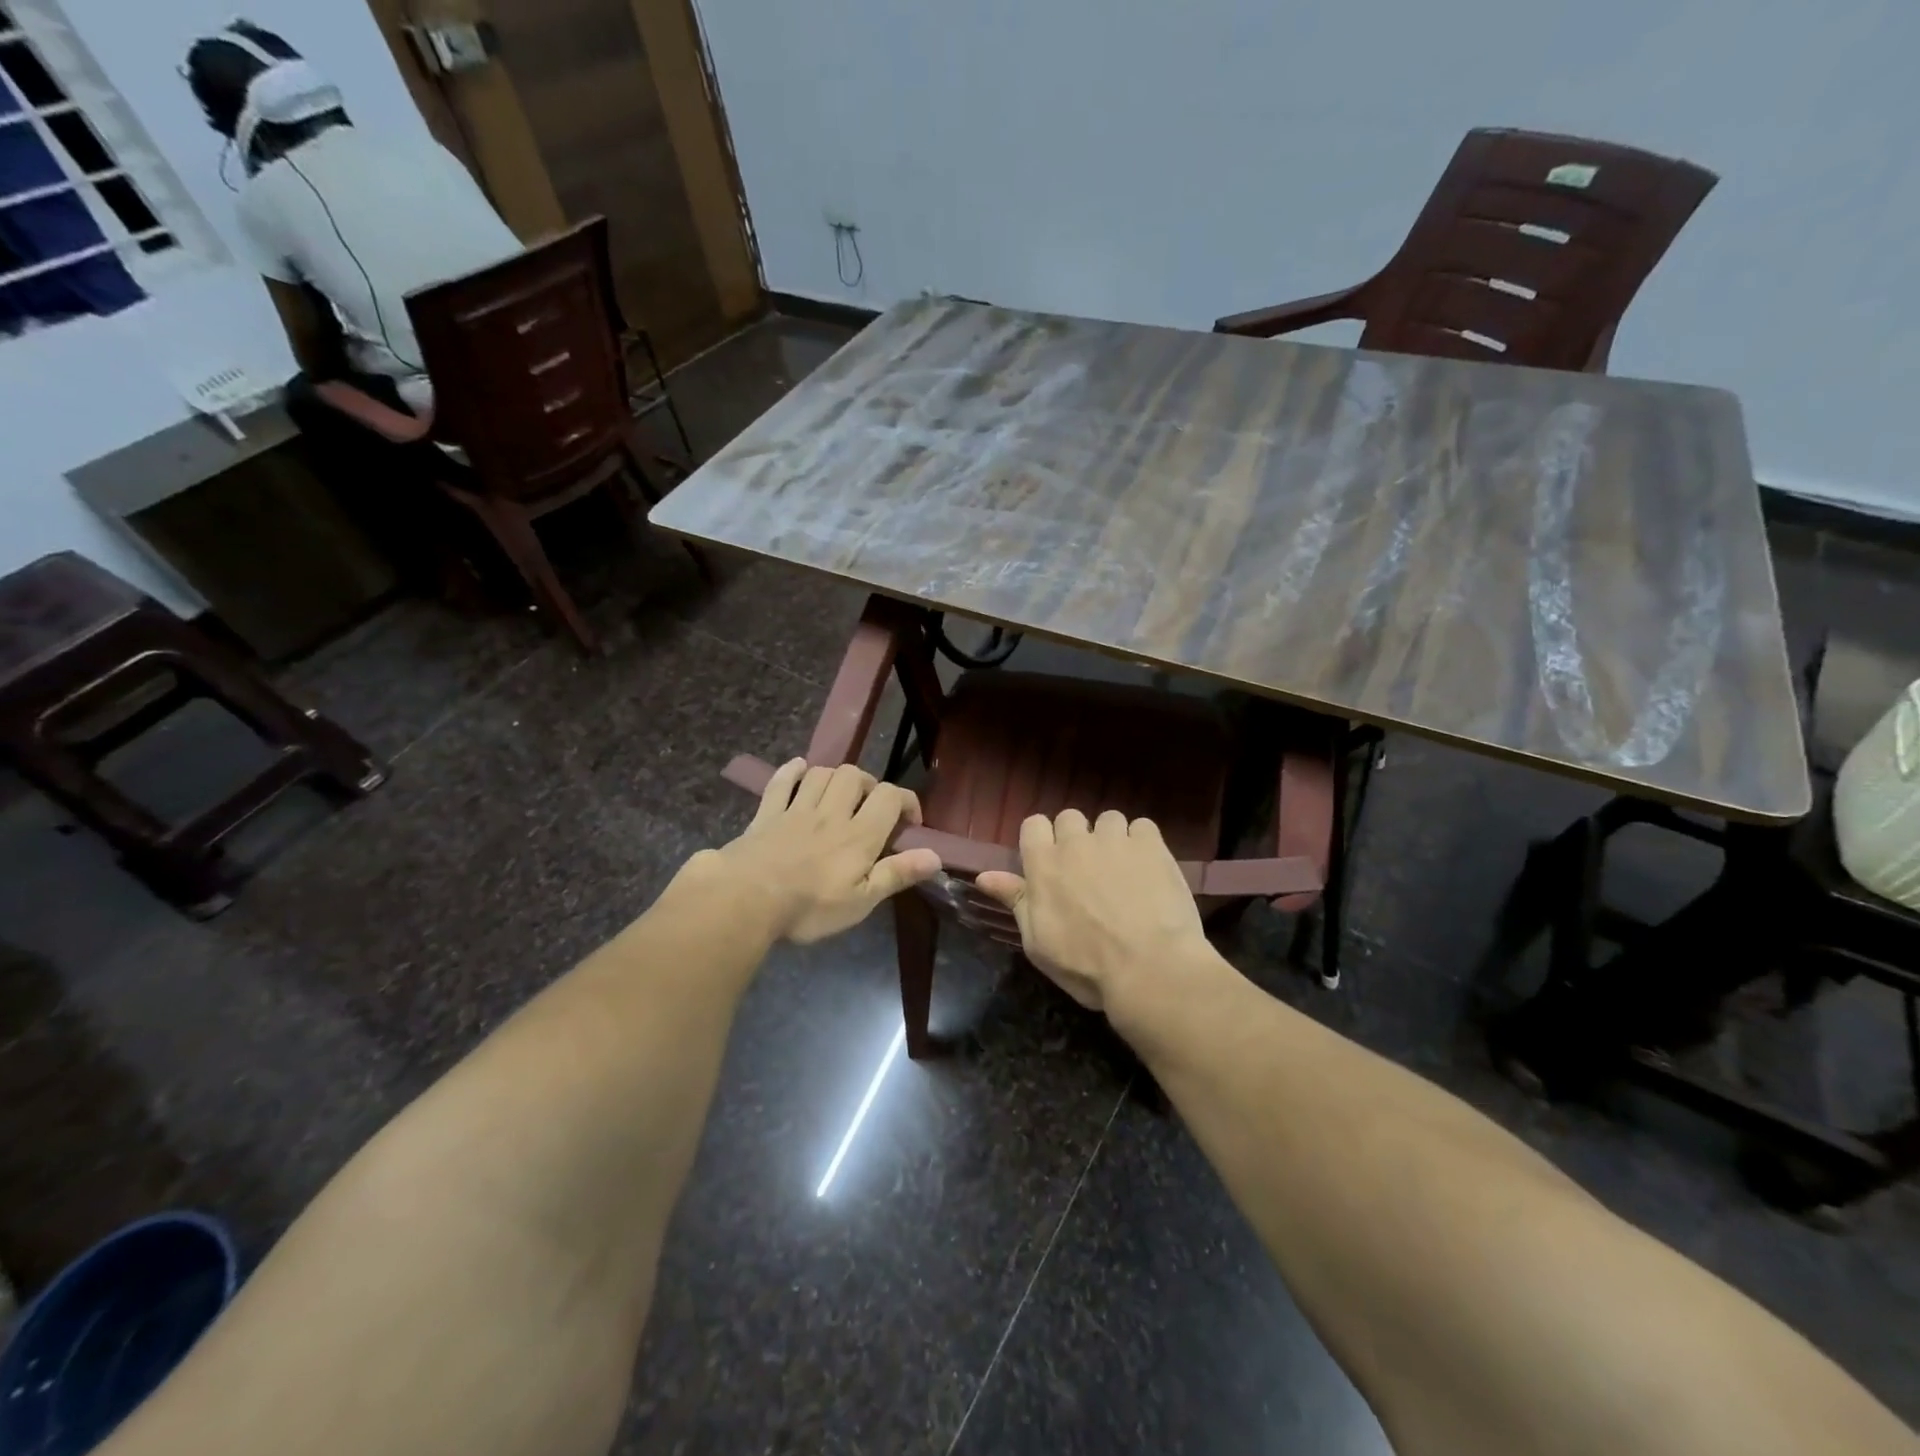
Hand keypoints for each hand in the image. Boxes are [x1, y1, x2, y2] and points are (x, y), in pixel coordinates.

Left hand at [708, 759, 941, 943]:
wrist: (745, 899)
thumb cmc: (809, 907)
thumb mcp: (861, 901)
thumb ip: (896, 874)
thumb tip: (935, 856)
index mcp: (859, 835)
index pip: (890, 797)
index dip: (906, 801)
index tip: (910, 821)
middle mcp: (831, 813)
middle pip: (854, 776)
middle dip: (868, 784)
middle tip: (869, 807)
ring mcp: (796, 810)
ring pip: (820, 774)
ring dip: (834, 778)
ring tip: (838, 796)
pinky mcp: (766, 814)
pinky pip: (780, 782)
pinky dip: (791, 772)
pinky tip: (798, 769)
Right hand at [975, 809, 1211, 1016]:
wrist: (1150, 969)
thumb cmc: (1086, 966)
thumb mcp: (1038, 942)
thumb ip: (1015, 901)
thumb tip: (984, 876)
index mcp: (1043, 864)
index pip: (1033, 824)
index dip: (1041, 840)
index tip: (1051, 863)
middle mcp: (1076, 843)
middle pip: (1070, 817)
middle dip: (1076, 837)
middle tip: (1087, 870)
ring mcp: (1115, 840)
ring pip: (1108, 819)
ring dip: (1111, 838)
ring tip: (1122, 869)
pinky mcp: (1151, 845)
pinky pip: (1142, 826)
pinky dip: (1143, 843)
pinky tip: (1149, 868)